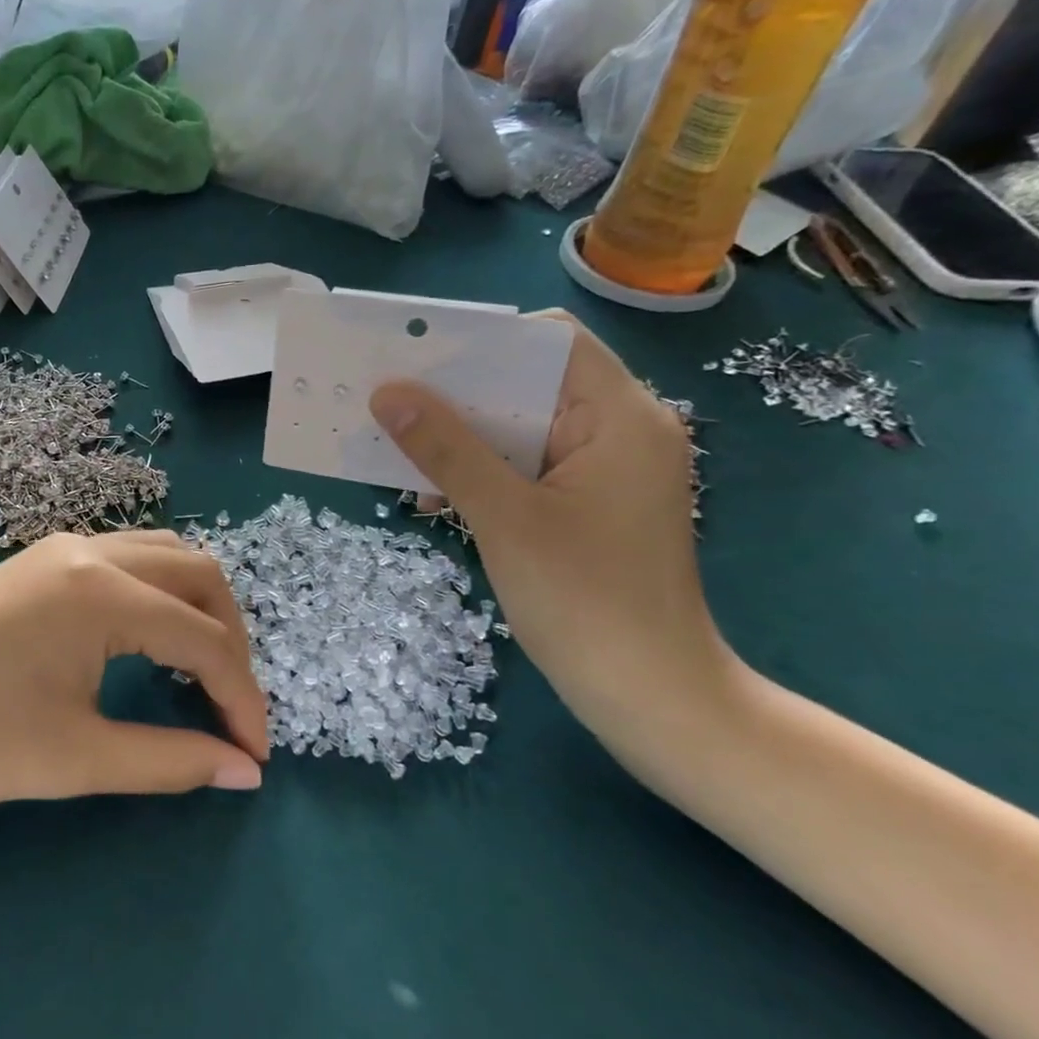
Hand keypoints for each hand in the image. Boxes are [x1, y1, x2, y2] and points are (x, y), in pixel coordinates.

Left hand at [0, 531, 268, 821]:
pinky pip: (126, 558)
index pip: (205, 640)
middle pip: (199, 576)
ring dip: (197, 607)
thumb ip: (170, 760)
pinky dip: (158, 594)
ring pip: (164, 556)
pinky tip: (148, 639)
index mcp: (103, 592)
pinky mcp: (40, 560)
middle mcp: (91, 550)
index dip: (241, 699)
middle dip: (231, 640)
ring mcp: (62, 547)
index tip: (255, 755)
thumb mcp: (76, 759)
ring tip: (199, 671)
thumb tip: (244, 772)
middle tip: (231, 708)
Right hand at [367, 313, 727, 722]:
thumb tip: (388, 393)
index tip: (416, 357)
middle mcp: (622, 430)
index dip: (482, 341)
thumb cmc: (585, 602)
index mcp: (621, 417)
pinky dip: (485, 469)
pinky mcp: (592, 504)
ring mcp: (608, 470)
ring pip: (525, 427)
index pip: (550, 342)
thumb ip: (446, 448)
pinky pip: (529, 465)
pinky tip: (439, 490)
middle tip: (392, 398)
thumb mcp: (504, 518)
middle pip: (533, 383)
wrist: (650, 698)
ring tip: (403, 446)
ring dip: (466, 435)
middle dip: (461, 392)